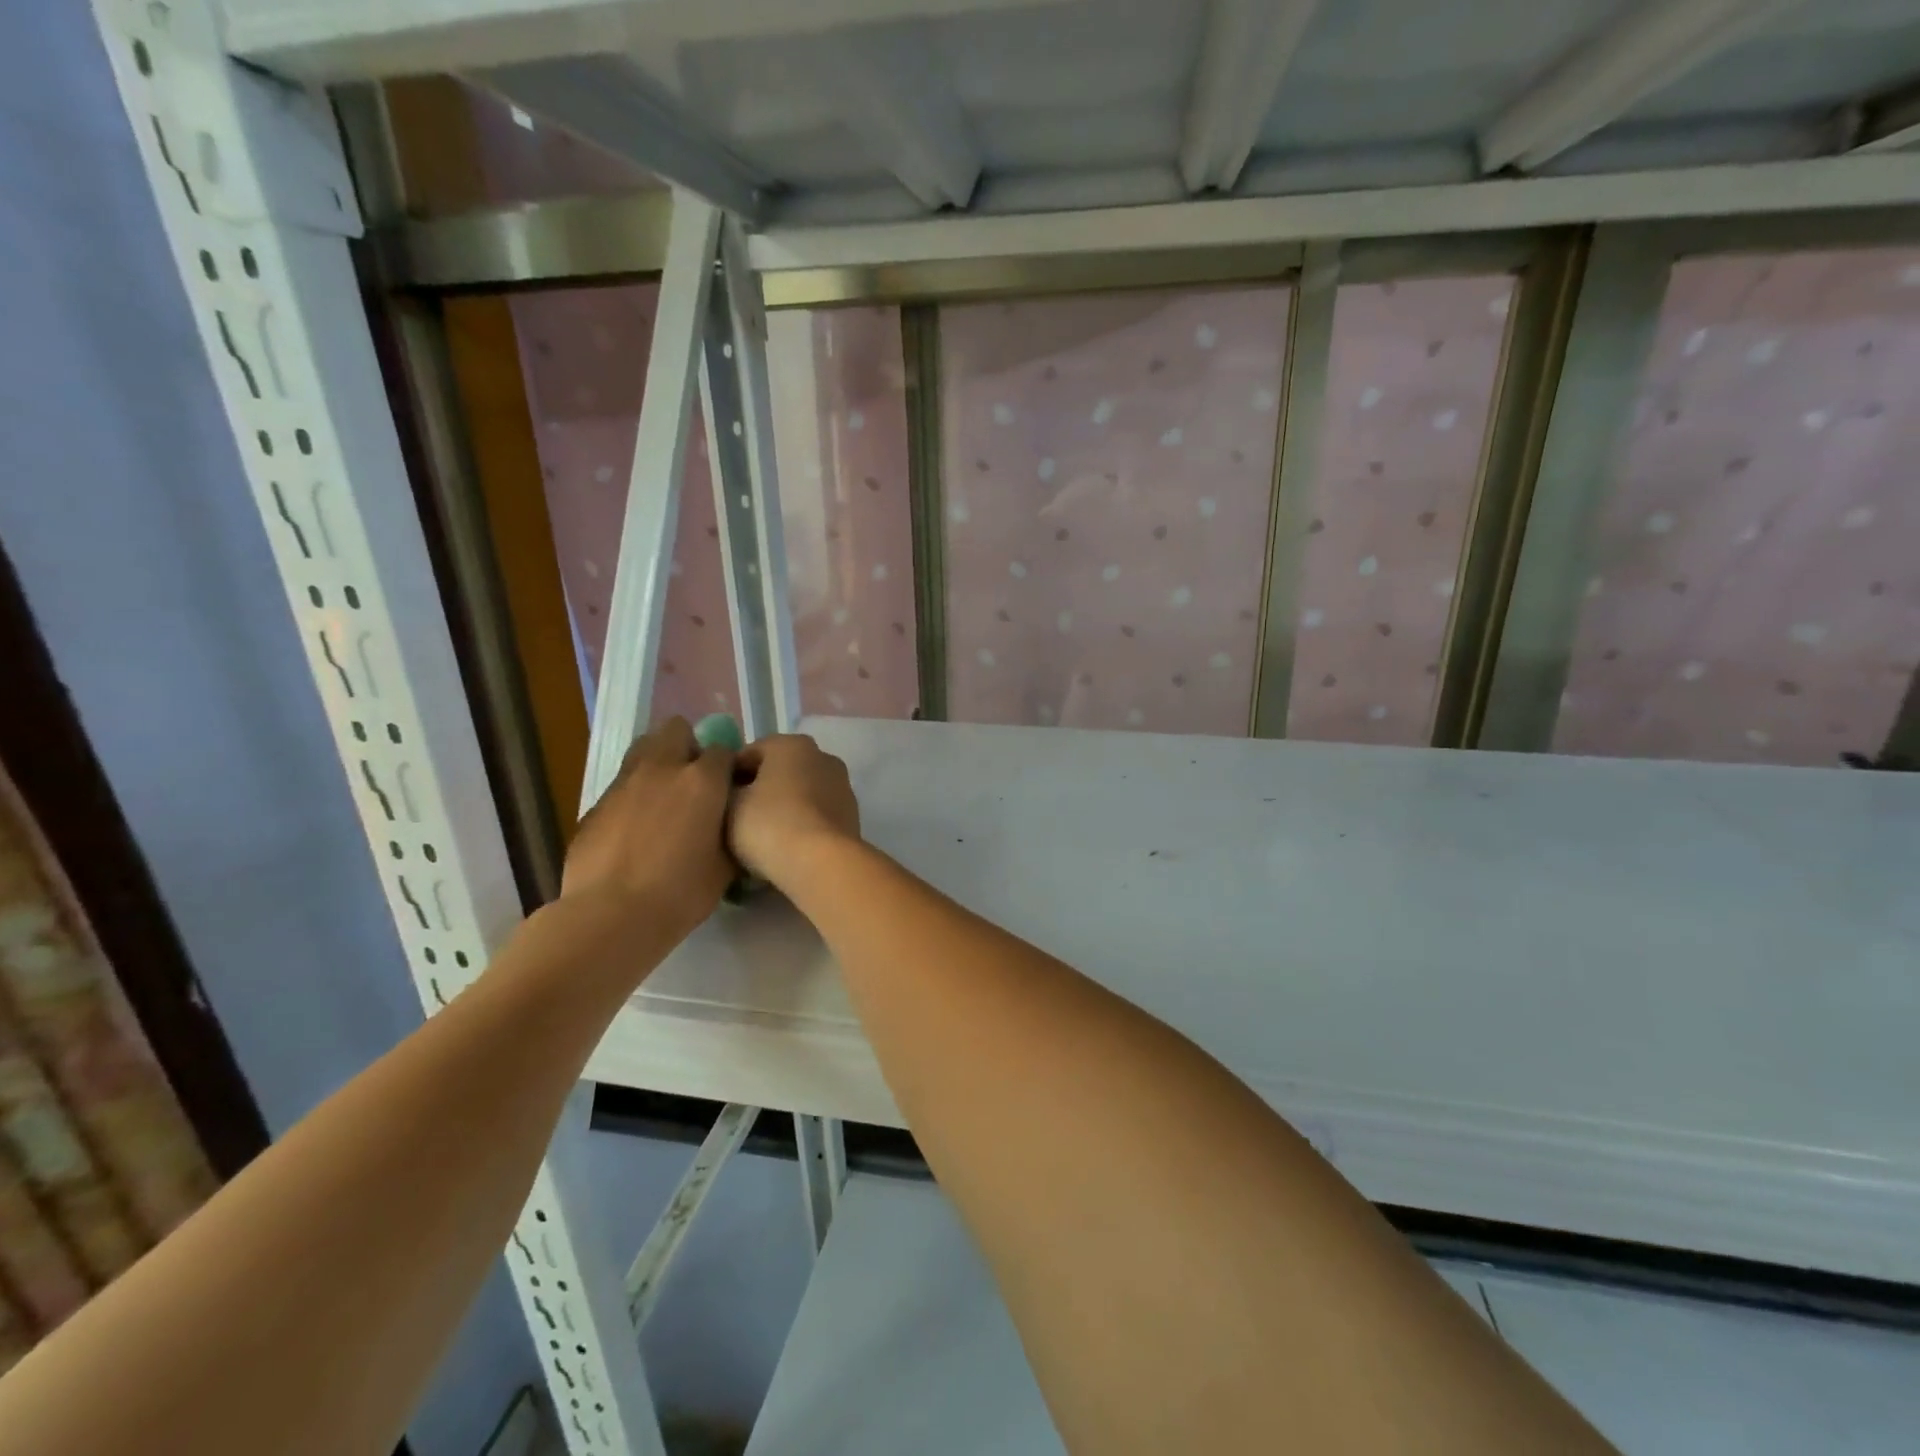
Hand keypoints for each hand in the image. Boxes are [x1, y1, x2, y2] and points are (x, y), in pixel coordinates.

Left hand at [560, 717, 735, 943]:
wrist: (610, 915)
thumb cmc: (680, 892)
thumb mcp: (725, 864)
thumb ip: (729, 831)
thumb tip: (726, 822)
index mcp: (702, 781)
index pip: (723, 750)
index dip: (728, 767)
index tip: (730, 788)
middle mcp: (662, 769)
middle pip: (675, 730)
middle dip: (687, 746)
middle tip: (694, 780)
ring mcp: (623, 784)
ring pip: (643, 751)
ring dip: (657, 764)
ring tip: (664, 799)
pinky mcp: (595, 805)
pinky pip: (621, 787)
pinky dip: (633, 797)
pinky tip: (635, 831)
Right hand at [728, 734, 861, 888]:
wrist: (821, 862)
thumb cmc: (769, 824)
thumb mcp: (729, 804)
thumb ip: (725, 789)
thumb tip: (733, 790)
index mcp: (791, 743)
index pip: (748, 754)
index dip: (727, 778)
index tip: (716, 804)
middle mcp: (822, 756)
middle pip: (778, 772)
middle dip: (758, 791)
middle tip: (735, 821)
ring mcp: (842, 786)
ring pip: (800, 794)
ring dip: (782, 808)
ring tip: (761, 839)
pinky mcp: (852, 815)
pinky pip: (816, 814)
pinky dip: (802, 824)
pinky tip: (787, 846)